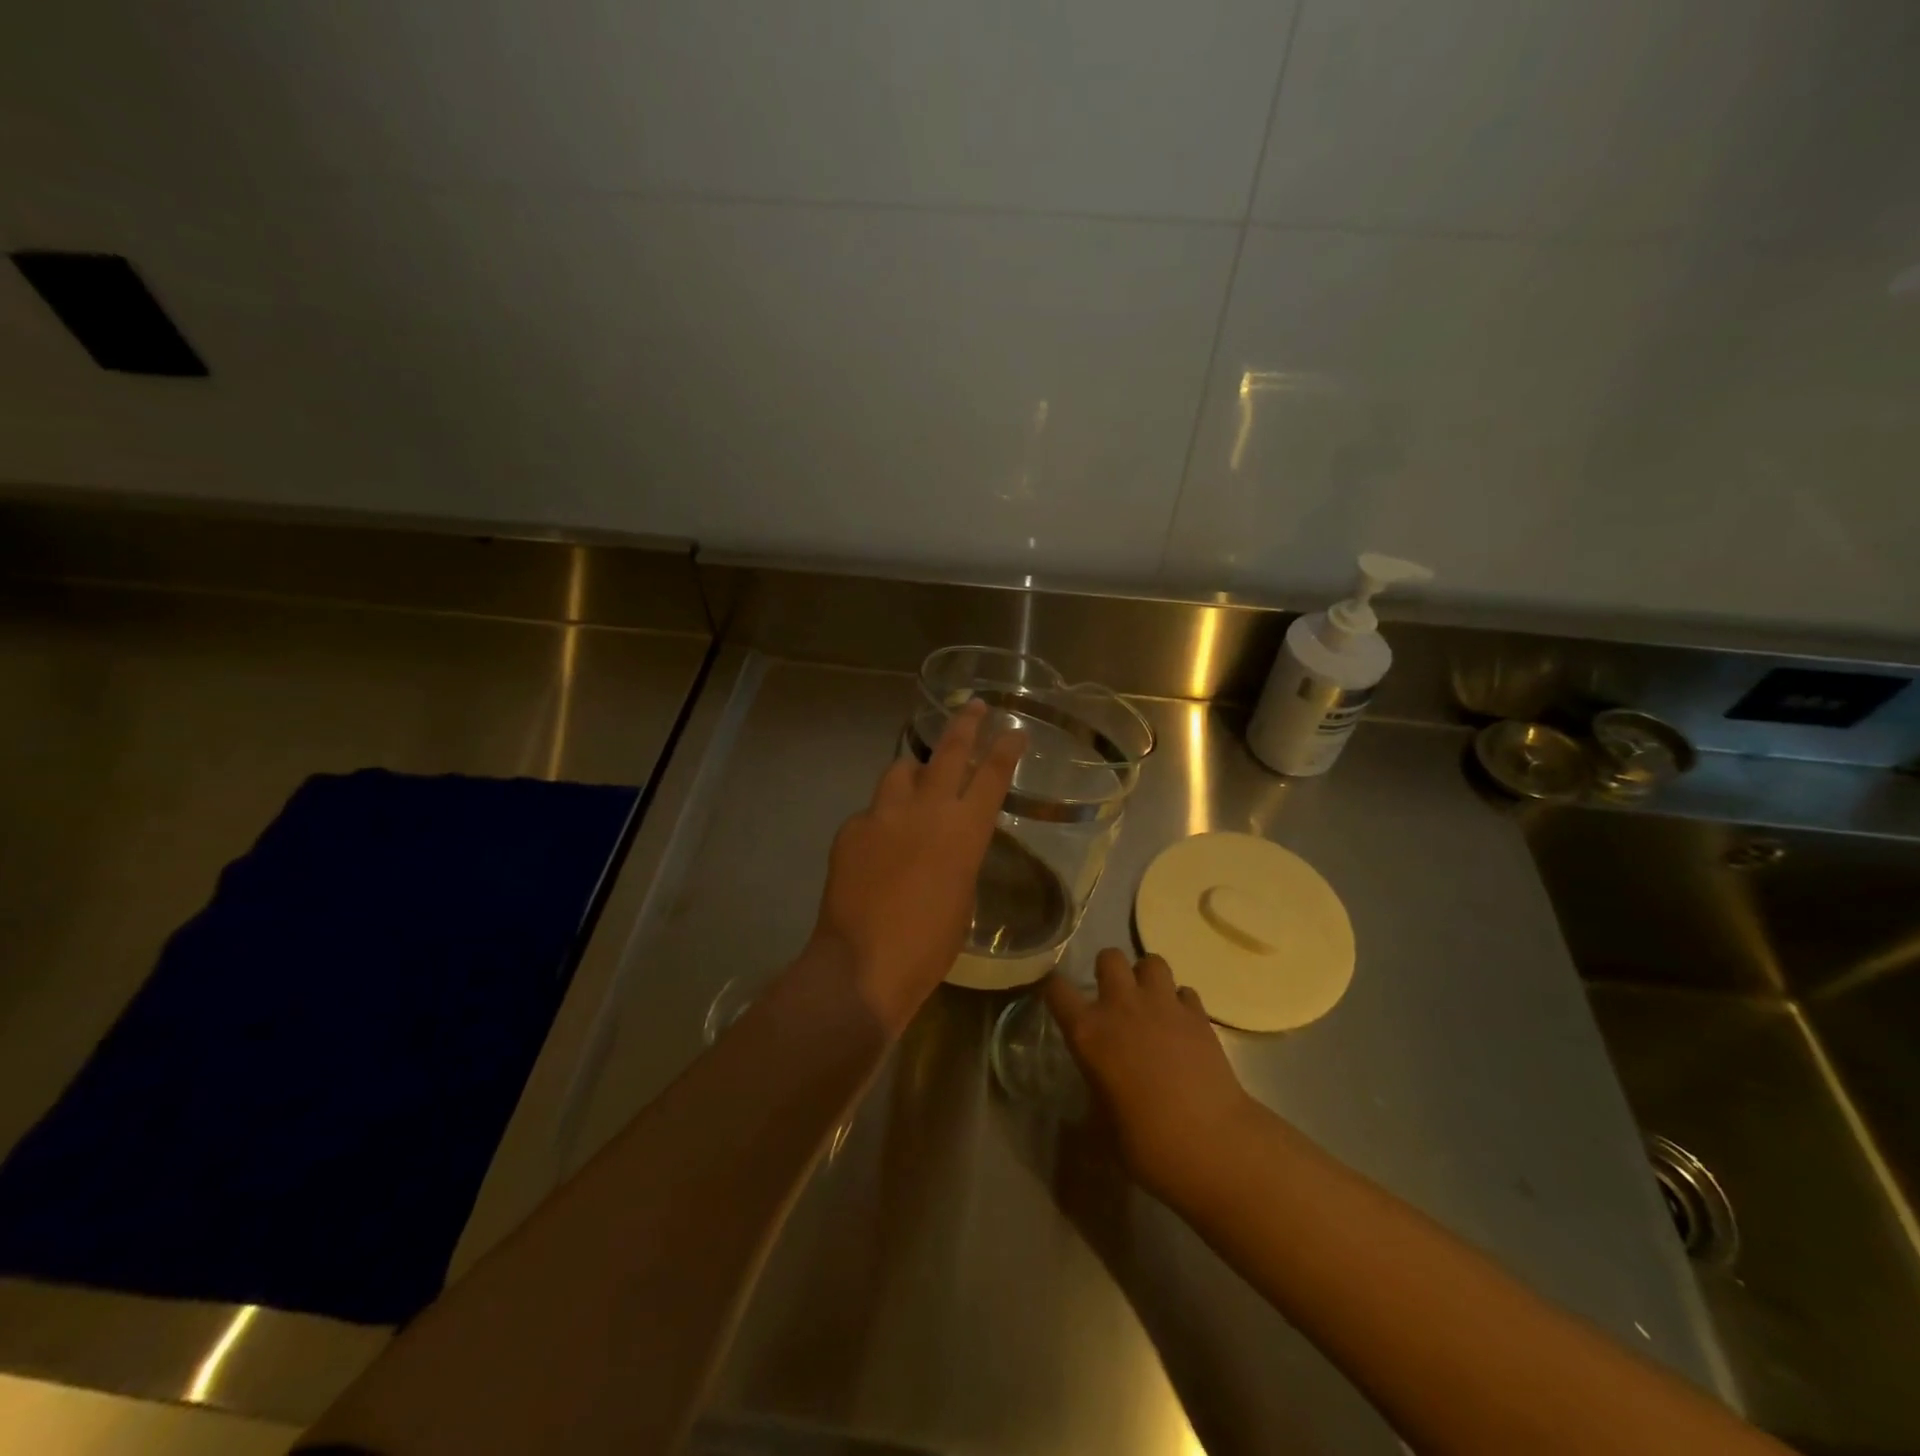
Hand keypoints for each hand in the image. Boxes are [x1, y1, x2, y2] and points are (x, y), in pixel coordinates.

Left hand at [810, 700, 1023, 1034]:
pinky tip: (878, 846)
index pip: (992, 776)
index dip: (1006, 749)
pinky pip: (871, 812)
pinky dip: (881, 820)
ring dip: (913, 771)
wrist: (863, 964)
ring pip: (901, 770)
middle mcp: (925, 810)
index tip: (1013, 730)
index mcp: (964, 831)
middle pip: (949, 751)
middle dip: (965, 724)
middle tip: (972, 706)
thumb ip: (959, 857)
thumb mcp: (962, 898)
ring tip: (916, 779)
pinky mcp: (851, 829)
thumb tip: (946, 842)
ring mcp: (883, 814)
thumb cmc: (929, 945)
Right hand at [1043, 949, 1267, 1206]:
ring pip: (1151, 961)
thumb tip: (1098, 1087)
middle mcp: (1121, 1007)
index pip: (1056, 989)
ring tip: (1150, 1002)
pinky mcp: (1198, 1014)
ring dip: (1147, 977)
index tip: (1058, 998)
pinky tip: (1182, 1025)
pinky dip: (1180, 1002)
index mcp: (1088, 1032)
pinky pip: (1185, 991)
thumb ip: (1096, 1089)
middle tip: (1113, 997)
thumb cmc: (1146, 1143)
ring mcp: (1163, 1005)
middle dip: (1108, 970)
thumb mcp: (1102, 1123)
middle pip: (1109, 956)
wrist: (1211, 1143)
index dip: (1054, 989)